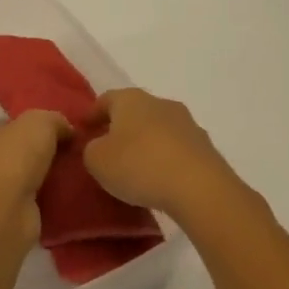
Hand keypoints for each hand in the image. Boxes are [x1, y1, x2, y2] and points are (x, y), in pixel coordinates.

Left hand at [0, 110, 71, 243]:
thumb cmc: (13, 159)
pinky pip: (35, 200)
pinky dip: (50, 198)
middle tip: (76, 152)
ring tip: (79, 173)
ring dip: (49, 177)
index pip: (9, 125)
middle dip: (45, 152)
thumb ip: (53, 119)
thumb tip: (67, 130)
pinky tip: (72, 194)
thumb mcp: (38, 122)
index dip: (35, 125)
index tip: (64, 130)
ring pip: (28, 177)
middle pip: (19, 152)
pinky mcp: (8, 215)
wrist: (4, 214)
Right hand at [83, 89, 252, 222]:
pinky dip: (165, 159)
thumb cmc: (138, 165)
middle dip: (120, 127)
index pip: (106, 99)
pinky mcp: (206, 148)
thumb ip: (91, 149)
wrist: (199, 189)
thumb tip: (100, 147)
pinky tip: (159, 178)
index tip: (82, 128)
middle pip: (135, 112)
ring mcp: (188, 124)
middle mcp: (161, 104)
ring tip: (135, 167)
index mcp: (131, 99)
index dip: (92, 113)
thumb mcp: (96, 160)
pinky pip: (176, 149)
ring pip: (158, 130)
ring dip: (145, 143)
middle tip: (107, 147)